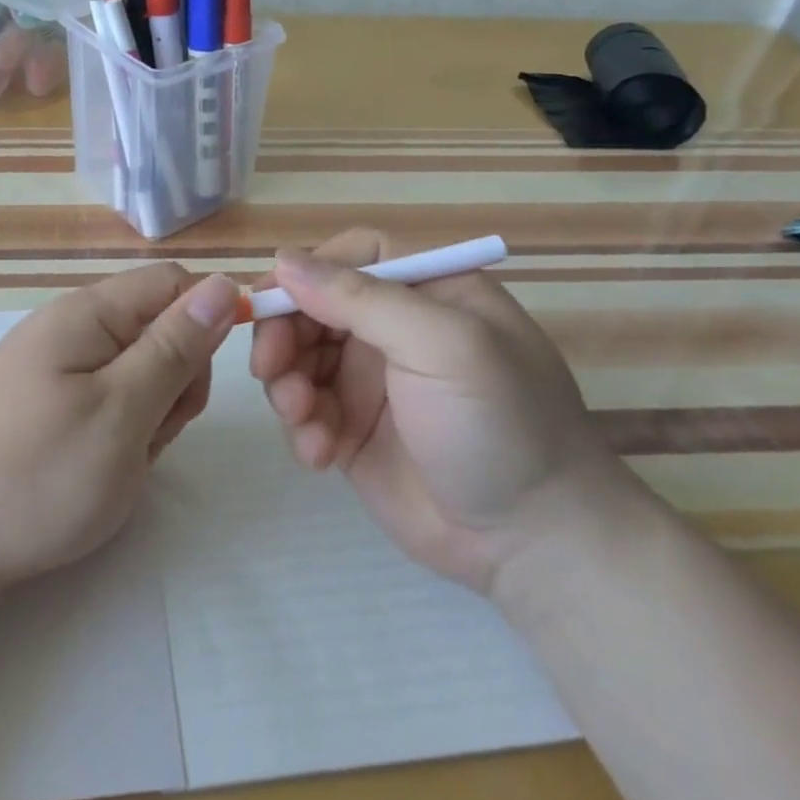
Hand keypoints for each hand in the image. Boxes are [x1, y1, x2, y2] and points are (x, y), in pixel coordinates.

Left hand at [0, 264, 238, 599]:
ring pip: (140, 369)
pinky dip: (123, 429)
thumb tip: (225, 284)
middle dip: (176, 379)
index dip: (205, 322)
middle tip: (149, 433)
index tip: (197, 385)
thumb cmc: (41, 476)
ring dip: (151, 412)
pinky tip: (101, 465)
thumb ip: (175, 346)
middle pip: (159, 327)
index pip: (174, 283)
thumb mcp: (124, 411)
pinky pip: (110, 397)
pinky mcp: (49, 399)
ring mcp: (57, 364)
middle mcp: (72, 325)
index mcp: (89, 312)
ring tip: (120, 458)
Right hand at [249, 229, 615, 590]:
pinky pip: (302, 410)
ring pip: (297, 358)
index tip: (274, 302)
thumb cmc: (498, 424)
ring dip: (286, 384)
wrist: (530, 542)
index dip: (308, 271)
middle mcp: (394, 329)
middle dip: (283, 334)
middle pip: (312, 306)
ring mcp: (369, 381)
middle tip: (269, 369)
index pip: (353, 256)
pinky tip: (320, 456)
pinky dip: (300, 427)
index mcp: (427, 293)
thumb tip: (283, 260)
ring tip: (303, 420)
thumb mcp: (442, 345)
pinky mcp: (351, 430)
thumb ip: (361, 298)